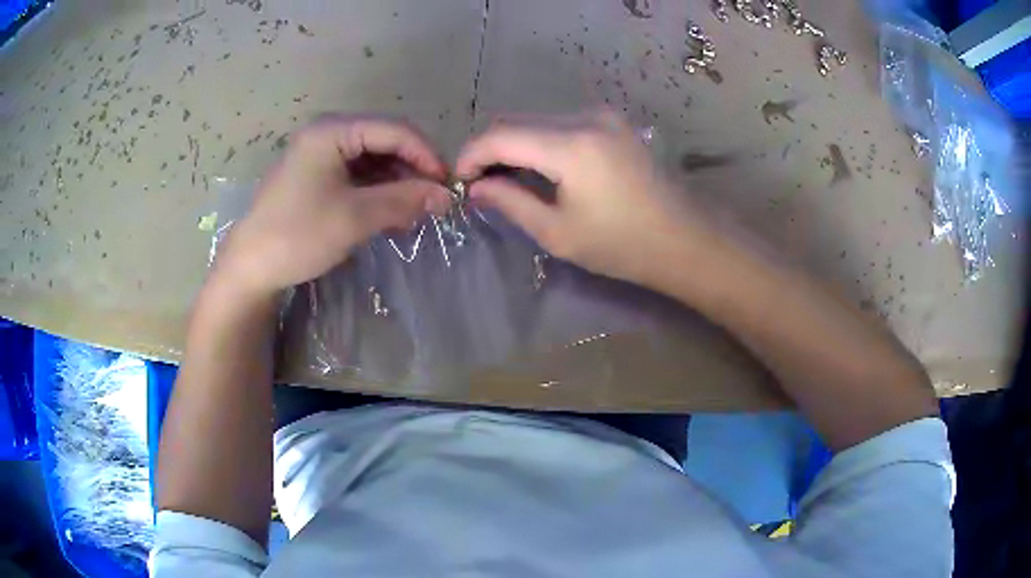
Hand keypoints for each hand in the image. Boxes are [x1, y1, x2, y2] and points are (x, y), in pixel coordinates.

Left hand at [212, 115, 451, 298]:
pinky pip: (358, 174)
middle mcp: (327, 133)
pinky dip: (378, 191)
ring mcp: (321, 154)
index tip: (448, 186)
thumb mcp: (355, 217)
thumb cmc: (299, 235)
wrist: (251, 267)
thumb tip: (447, 195)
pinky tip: (390, 213)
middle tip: (432, 202)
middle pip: (385, 141)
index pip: (394, 130)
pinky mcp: (317, 175)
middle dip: (412, 170)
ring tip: (413, 213)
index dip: (426, 155)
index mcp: (333, 131)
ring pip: (373, 159)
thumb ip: (404, 200)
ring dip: (397, 183)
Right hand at [456, 111, 704, 284]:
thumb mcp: (557, 232)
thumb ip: (510, 201)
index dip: (470, 155)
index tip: (459, 181)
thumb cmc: (622, 245)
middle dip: (489, 150)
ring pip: (536, 120)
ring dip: (514, 145)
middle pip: (516, 121)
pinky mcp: (612, 121)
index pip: (500, 135)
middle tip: (480, 185)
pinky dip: (539, 142)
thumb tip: (475, 187)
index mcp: (572, 145)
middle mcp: (585, 117)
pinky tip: (538, 169)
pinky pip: (559, 123)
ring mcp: (602, 115)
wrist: (683, 239)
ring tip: (506, 180)